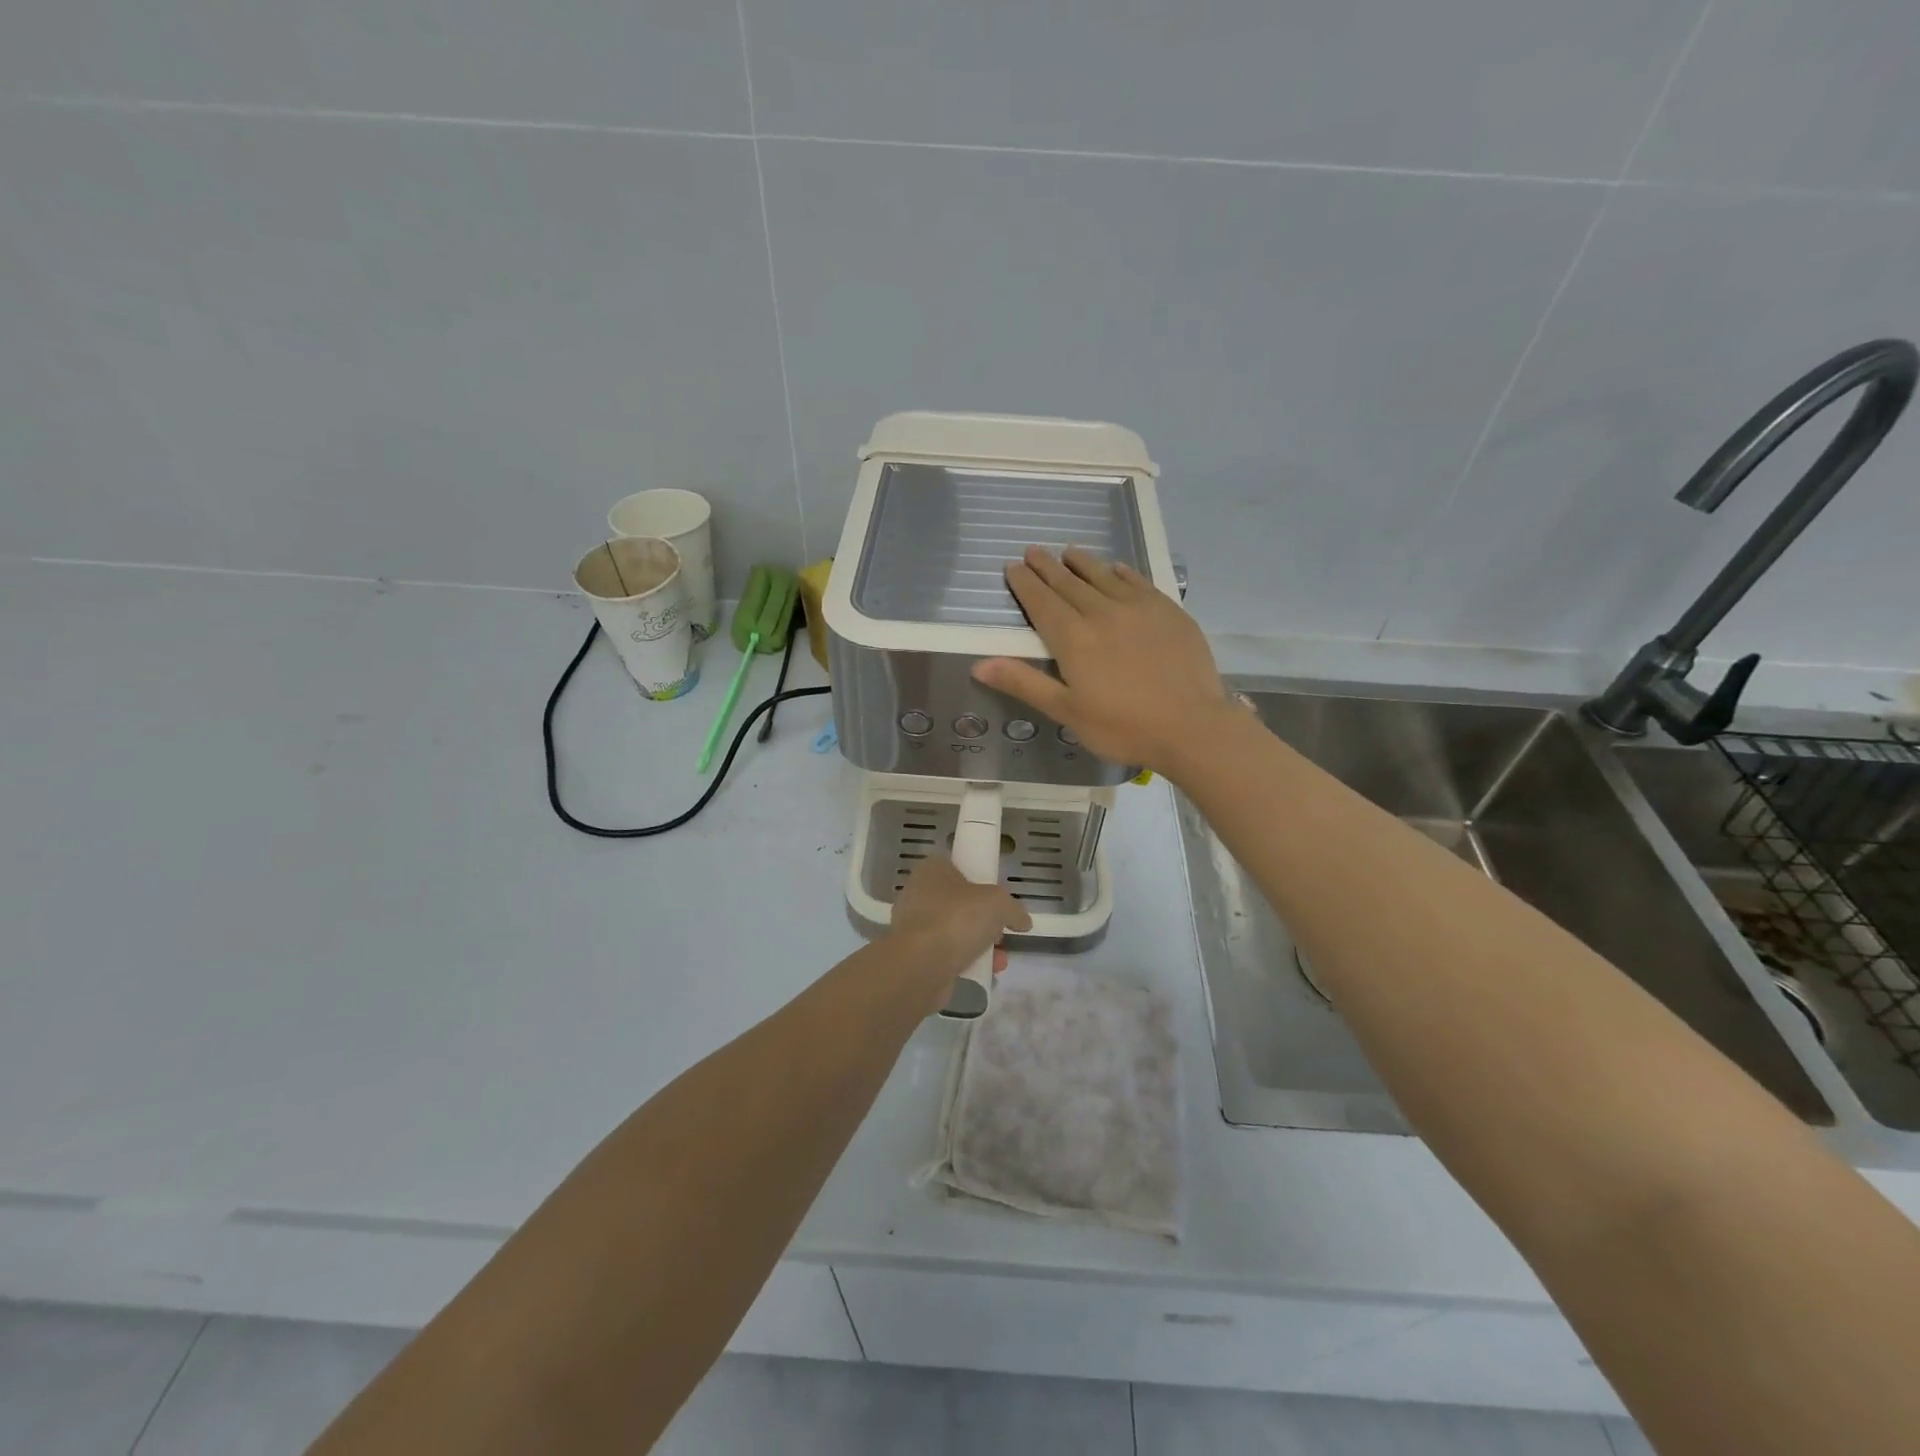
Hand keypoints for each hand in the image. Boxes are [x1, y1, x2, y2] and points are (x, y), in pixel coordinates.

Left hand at [889, 855, 1030, 1009]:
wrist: (920, 966)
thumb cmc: (957, 919)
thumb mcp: (999, 904)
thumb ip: (1013, 909)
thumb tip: (1022, 921)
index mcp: (932, 870)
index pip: (958, 868)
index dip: (980, 883)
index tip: (997, 902)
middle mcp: (917, 893)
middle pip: (959, 903)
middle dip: (983, 920)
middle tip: (1000, 932)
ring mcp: (913, 926)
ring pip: (954, 931)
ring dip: (979, 945)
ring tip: (999, 959)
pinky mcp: (913, 955)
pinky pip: (945, 954)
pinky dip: (965, 962)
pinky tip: (984, 973)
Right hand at [973, 546, 1235, 774]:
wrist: (1191, 726)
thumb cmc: (1122, 726)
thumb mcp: (1066, 711)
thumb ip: (1024, 683)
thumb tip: (979, 664)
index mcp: (1074, 638)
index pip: (1042, 602)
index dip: (1025, 583)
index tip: (1013, 566)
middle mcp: (1102, 612)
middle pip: (1069, 583)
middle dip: (1048, 566)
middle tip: (1033, 550)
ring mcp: (1138, 608)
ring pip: (1103, 576)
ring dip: (1082, 562)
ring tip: (1068, 551)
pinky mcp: (1168, 611)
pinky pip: (1138, 582)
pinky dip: (1122, 572)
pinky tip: (1116, 567)